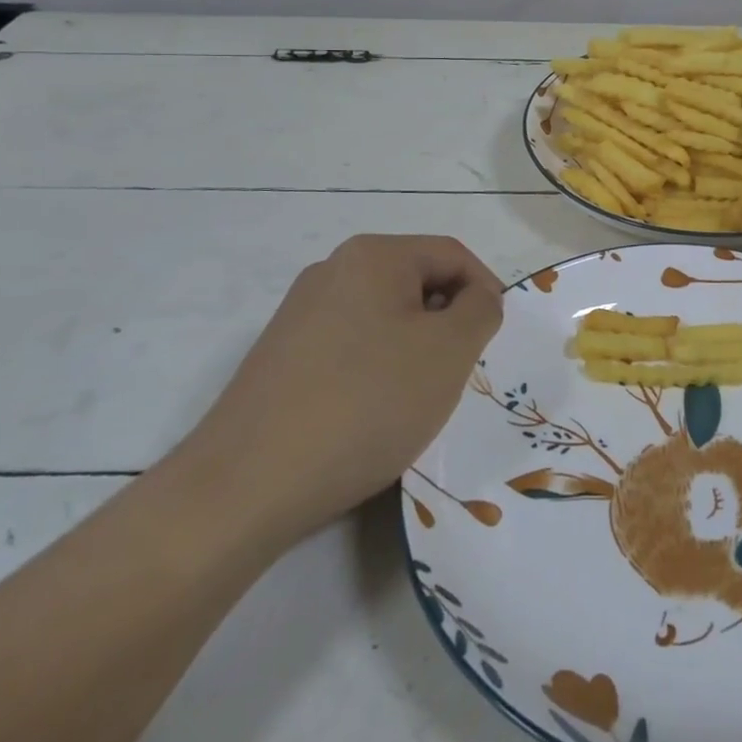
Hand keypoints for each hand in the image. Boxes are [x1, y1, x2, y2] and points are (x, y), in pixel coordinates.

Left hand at [173, 234, 503, 553]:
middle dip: (448, 323)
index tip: (495, 340)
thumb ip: (481, 309)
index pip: (453, 255)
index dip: (486, 291)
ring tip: (417, 399)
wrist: (246, 486)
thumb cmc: (366, 403)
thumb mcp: (449, 351)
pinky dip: (376, 370)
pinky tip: (372, 414)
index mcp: (373, 255)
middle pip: (416, 282)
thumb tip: (476, 298)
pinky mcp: (280, 357)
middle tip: (460, 372)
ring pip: (384, 317)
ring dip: (414, 349)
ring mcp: (299, 314)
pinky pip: (350, 346)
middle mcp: (332, 270)